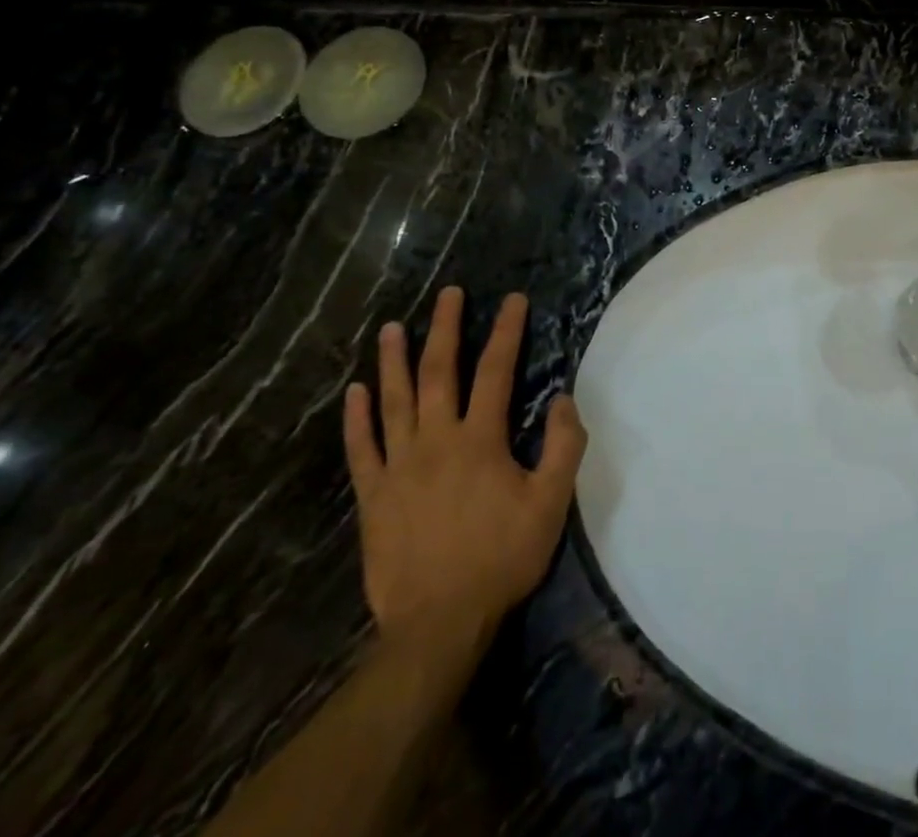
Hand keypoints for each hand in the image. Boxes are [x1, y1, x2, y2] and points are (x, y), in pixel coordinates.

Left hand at [343, 288, 586, 680]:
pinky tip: (354, 392)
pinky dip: (357, 419)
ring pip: (394, 401)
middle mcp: (437, 441)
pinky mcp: (373, 496)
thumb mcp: (552, 503)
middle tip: (449, 294)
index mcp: (481, 440)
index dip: (506, 331)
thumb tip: (563, 397)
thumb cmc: (502, 557)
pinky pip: (361, 449)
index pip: (496, 371)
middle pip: (439, 373)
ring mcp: (399, 467)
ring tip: (392, 327)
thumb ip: (563, 446)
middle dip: (446, 329)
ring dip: (394, 361)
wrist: (439, 623)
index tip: (513, 300)